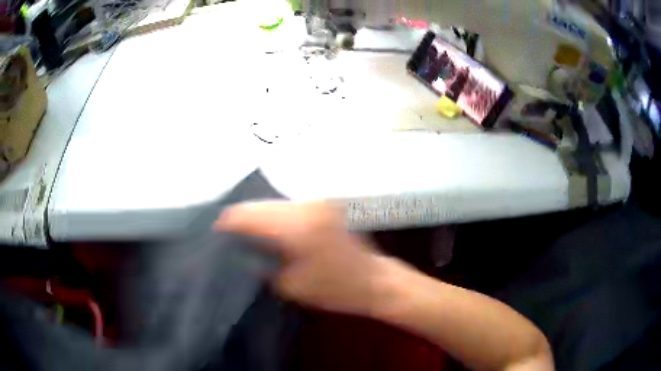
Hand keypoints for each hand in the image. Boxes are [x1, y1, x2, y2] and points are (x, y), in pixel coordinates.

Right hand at [215, 201, 385, 315]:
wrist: (373, 280)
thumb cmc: (334, 289)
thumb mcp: (290, 285)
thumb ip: (260, 262)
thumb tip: (240, 248)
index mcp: (296, 226)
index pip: (249, 214)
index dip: (228, 222)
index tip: (216, 232)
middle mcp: (306, 206)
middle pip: (259, 203)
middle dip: (241, 218)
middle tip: (228, 234)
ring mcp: (317, 202)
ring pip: (273, 202)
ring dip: (258, 215)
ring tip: (246, 232)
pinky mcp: (324, 205)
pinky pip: (288, 206)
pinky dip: (274, 216)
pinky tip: (269, 229)